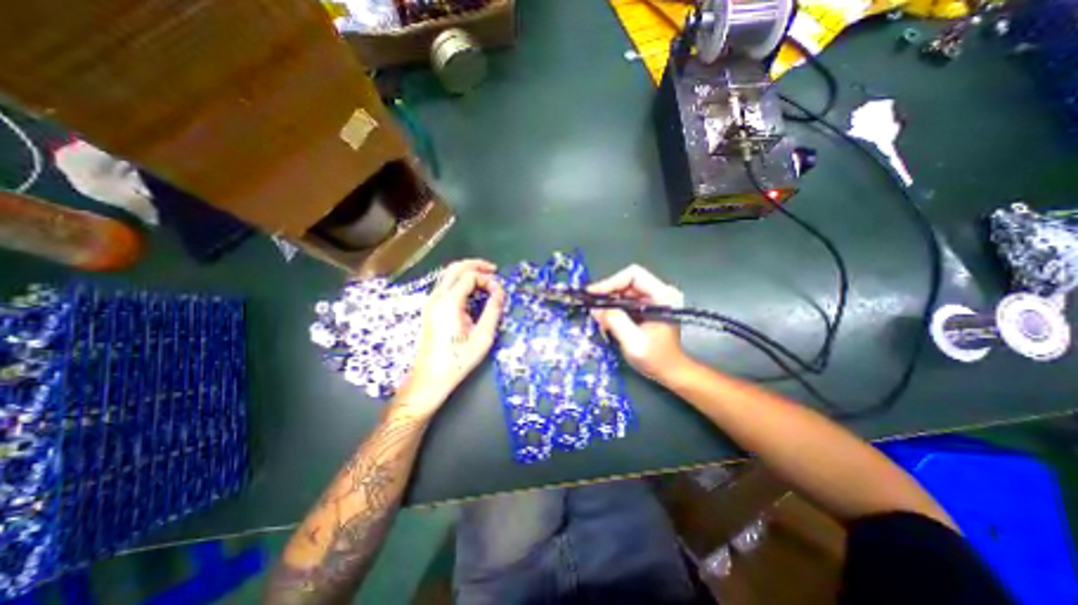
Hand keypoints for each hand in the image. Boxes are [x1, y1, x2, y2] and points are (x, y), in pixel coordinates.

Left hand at [402, 259, 506, 410]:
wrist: (430, 377)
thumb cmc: (458, 360)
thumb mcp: (483, 337)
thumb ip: (493, 311)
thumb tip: (500, 291)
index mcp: (449, 303)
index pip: (469, 276)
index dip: (487, 279)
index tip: (499, 292)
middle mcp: (436, 297)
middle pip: (455, 268)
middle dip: (476, 265)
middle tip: (494, 270)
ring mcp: (431, 302)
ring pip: (448, 275)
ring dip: (467, 272)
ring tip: (486, 279)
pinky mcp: (431, 308)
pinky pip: (445, 285)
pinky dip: (460, 282)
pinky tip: (473, 291)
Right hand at [586, 265, 685, 381]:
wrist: (670, 372)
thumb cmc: (656, 359)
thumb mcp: (634, 343)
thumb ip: (616, 322)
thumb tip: (595, 308)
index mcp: (663, 296)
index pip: (634, 275)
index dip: (611, 282)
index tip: (593, 294)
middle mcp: (659, 293)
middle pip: (627, 282)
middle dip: (607, 293)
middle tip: (590, 305)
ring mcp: (653, 300)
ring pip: (624, 290)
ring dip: (608, 301)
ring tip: (596, 314)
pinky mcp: (646, 307)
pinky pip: (625, 300)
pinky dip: (613, 307)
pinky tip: (605, 318)